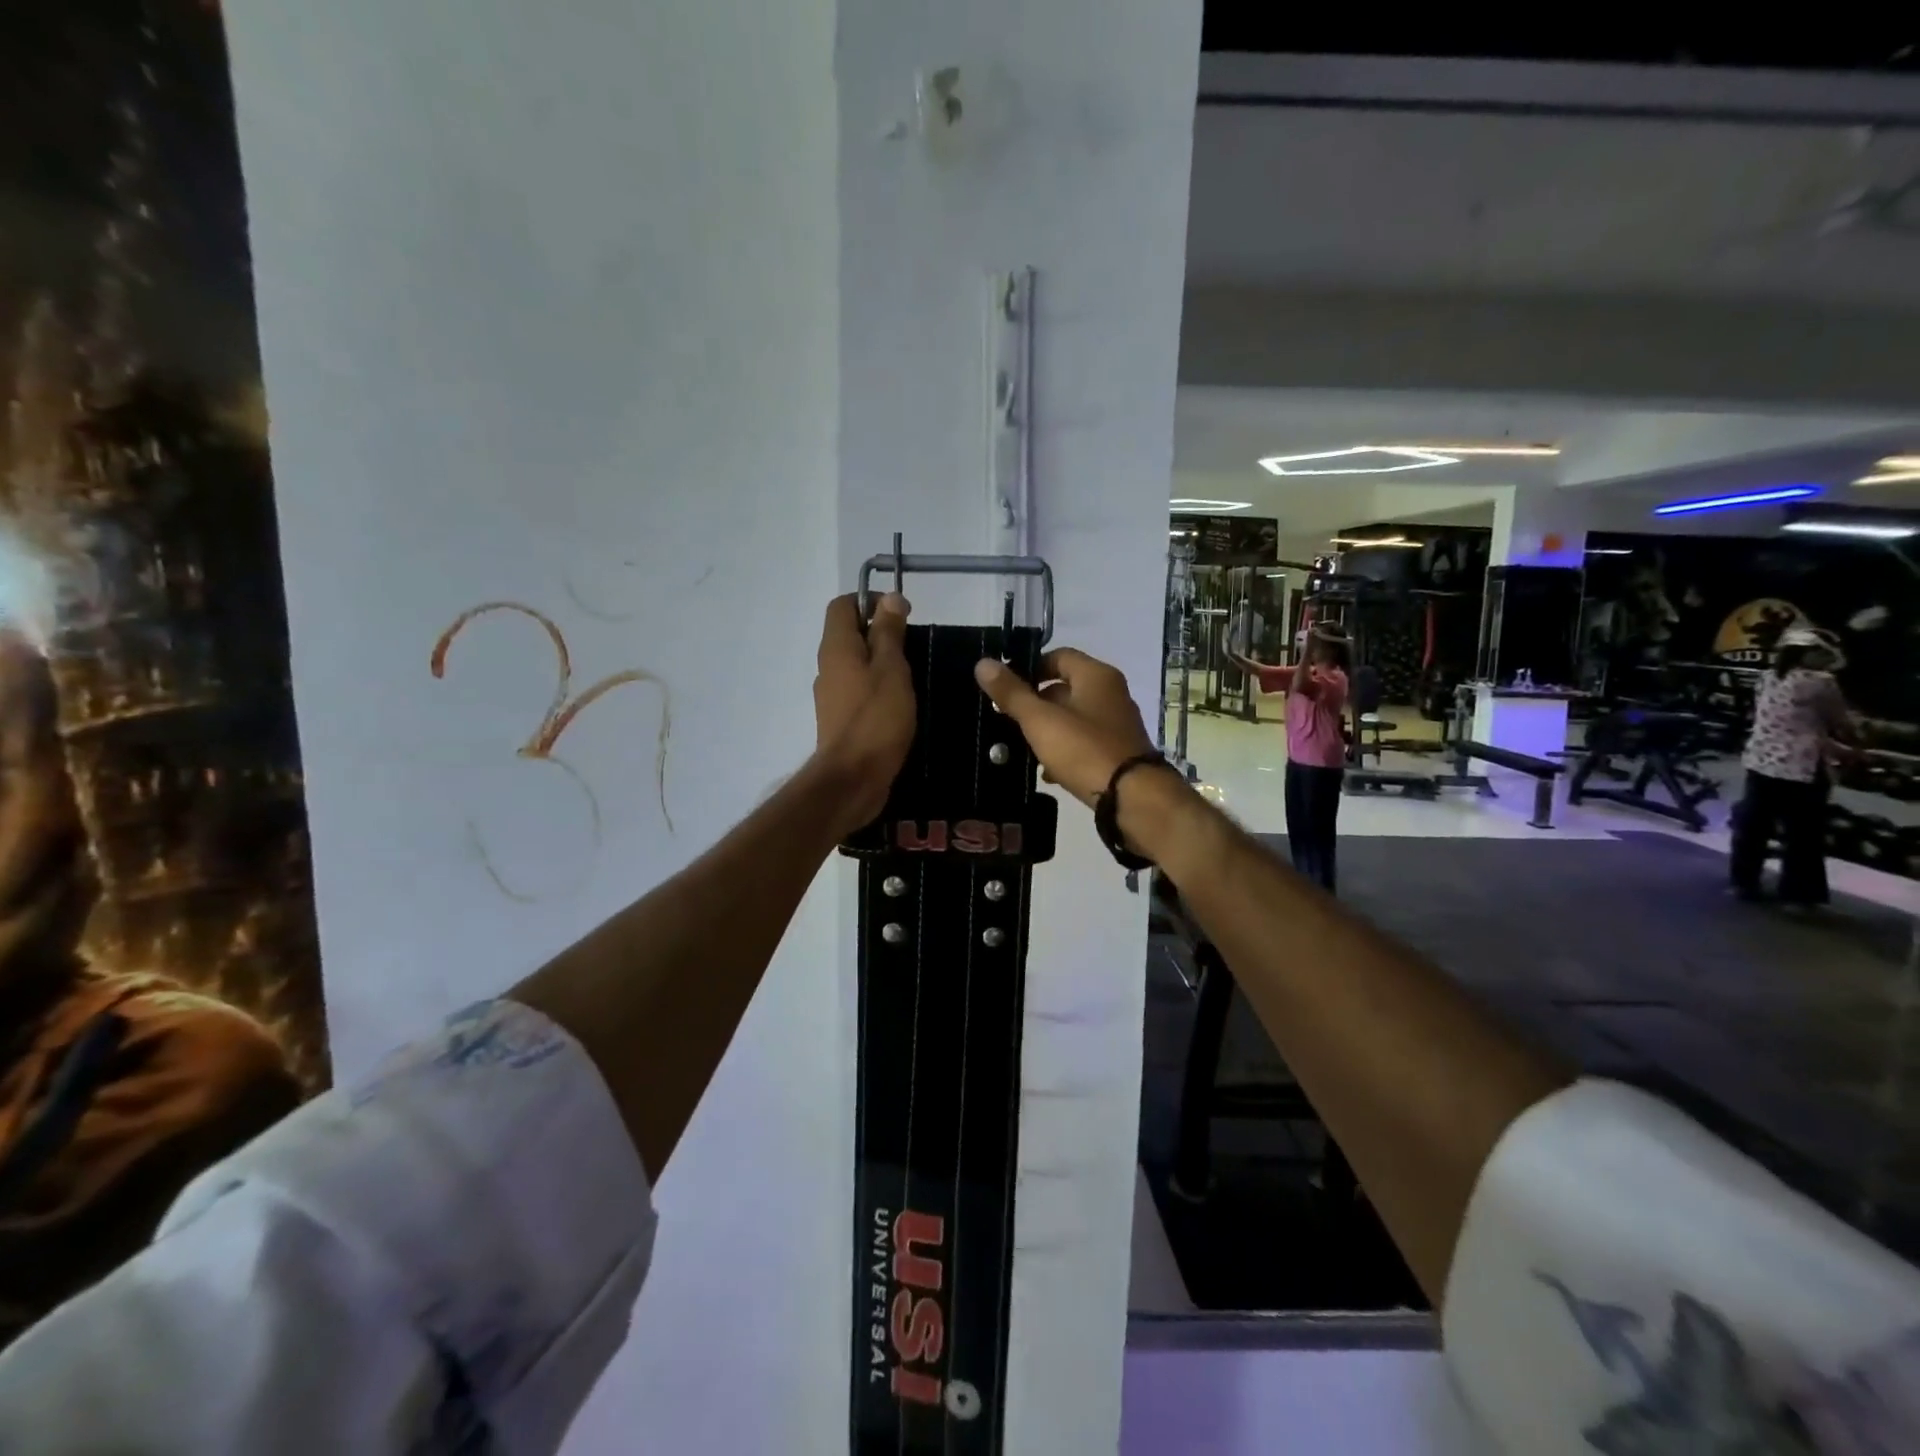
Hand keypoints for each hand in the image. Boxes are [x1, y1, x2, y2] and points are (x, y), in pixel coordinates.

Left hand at [813, 593, 915, 832]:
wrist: (853, 778)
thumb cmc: (876, 719)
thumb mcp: (891, 669)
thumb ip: (889, 633)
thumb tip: (890, 599)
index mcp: (837, 647)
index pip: (843, 605)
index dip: (871, 601)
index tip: (903, 614)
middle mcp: (828, 666)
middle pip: (849, 634)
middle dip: (881, 633)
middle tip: (913, 646)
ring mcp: (832, 695)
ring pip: (856, 664)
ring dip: (881, 662)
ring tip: (913, 675)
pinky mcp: (841, 719)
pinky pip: (858, 690)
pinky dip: (878, 687)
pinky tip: (901, 703)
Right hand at [973, 648, 1157, 807]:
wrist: (1132, 798)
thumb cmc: (1084, 750)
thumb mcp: (1040, 720)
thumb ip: (1011, 693)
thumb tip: (983, 663)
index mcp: (1096, 676)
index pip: (1058, 656)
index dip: (1029, 667)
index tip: (1004, 687)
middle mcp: (1111, 694)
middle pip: (1065, 687)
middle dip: (1035, 703)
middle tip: (1006, 719)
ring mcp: (1117, 724)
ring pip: (1073, 718)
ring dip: (1048, 730)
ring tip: (1021, 747)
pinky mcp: (1118, 752)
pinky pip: (1084, 743)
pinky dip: (1065, 752)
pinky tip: (1047, 772)